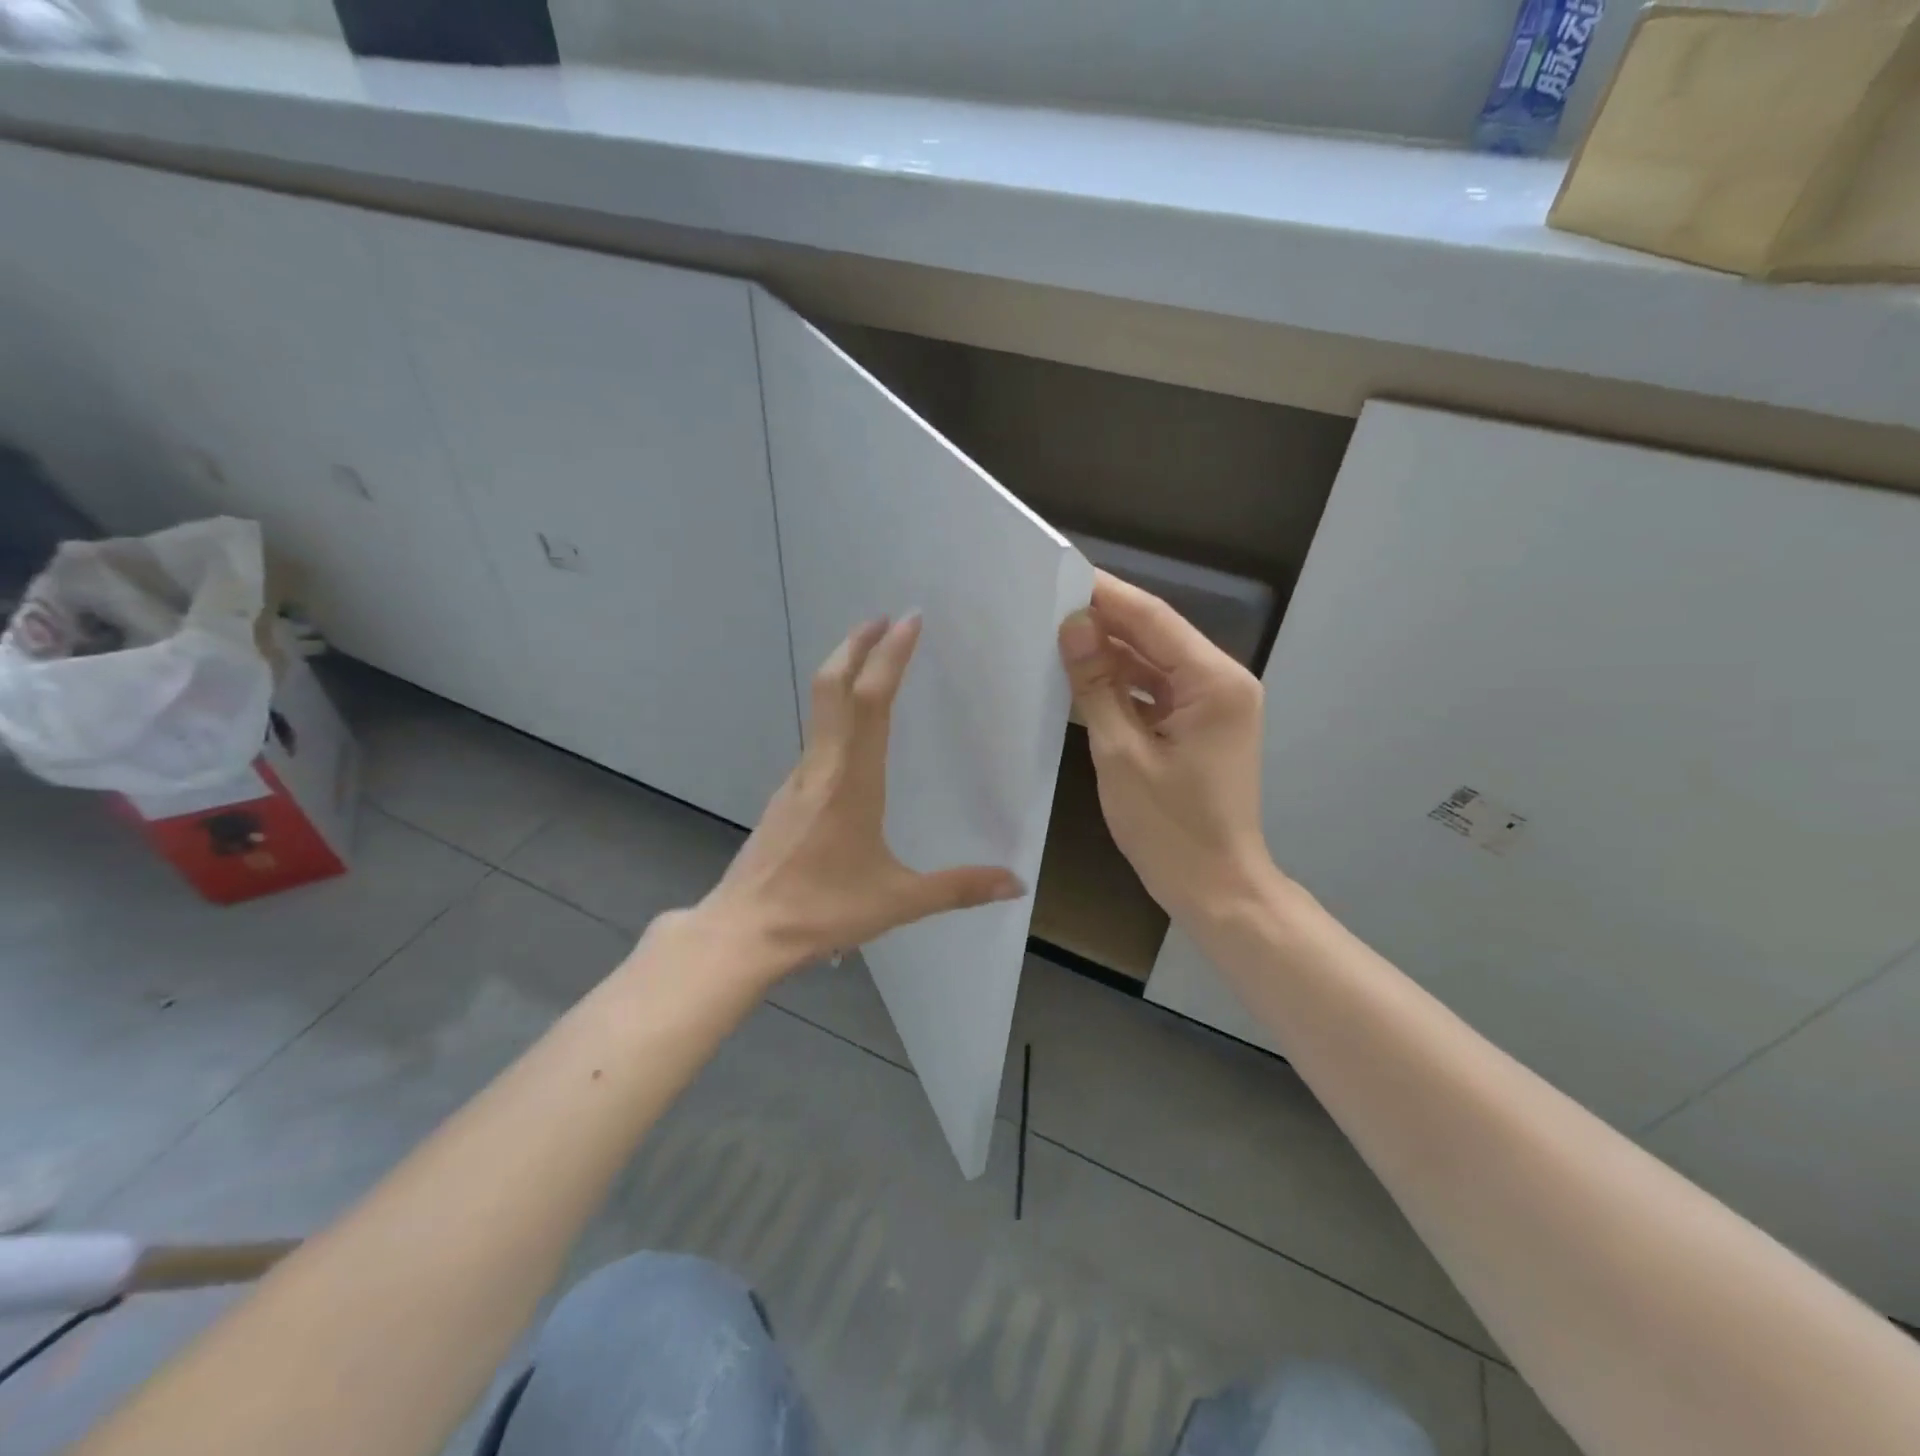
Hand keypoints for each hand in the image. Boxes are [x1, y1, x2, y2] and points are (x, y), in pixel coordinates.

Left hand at [696, 615, 1025, 983]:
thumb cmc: (821, 911)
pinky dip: (837, 710)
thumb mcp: (897, 901)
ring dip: (845, 672)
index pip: (870, 701)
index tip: (909, 621)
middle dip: (858, 645)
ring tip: (874, 660)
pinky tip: (854, 732)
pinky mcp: (786, 796)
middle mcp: (821, 767)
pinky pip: (816, 737)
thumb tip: (1016, 883)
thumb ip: (958, 888)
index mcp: (852, 781)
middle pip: (833, 687)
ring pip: (820, 708)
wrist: (743, 931)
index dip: (889, 657)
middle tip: (886, 618)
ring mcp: (798, 779)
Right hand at [1059, 571, 1278, 922]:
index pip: (1153, 619)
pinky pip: (1155, 692)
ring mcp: (1212, 705)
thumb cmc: (1170, 828)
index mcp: (1214, 683)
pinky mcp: (1199, 726)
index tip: (1058, 575)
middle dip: (1103, 622)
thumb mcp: (1123, 755)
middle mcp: (1221, 683)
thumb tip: (1073, 627)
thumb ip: (1098, 686)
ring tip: (1052, 638)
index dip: (1105, 595)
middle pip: (1155, 637)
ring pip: (1153, 664)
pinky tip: (1080, 680)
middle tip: (1045, 605)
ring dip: (1109, 655)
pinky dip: (1121, 686)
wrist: (1215, 888)